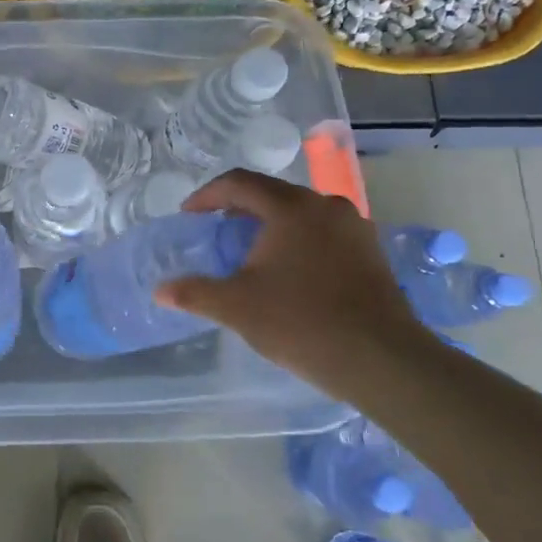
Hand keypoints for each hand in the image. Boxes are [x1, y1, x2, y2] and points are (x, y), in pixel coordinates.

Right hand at [154, 170, 433, 397]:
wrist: (381, 359)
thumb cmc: (301, 322)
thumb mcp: (237, 307)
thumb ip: (195, 293)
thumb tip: (160, 291)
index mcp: (291, 207)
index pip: (239, 183)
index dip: (207, 195)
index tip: (189, 215)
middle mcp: (325, 205)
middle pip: (272, 194)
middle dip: (239, 210)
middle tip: (217, 232)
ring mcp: (354, 227)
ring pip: (301, 214)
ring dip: (271, 226)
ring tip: (251, 253)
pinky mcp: (372, 252)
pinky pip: (324, 233)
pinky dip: (299, 241)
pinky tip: (291, 272)